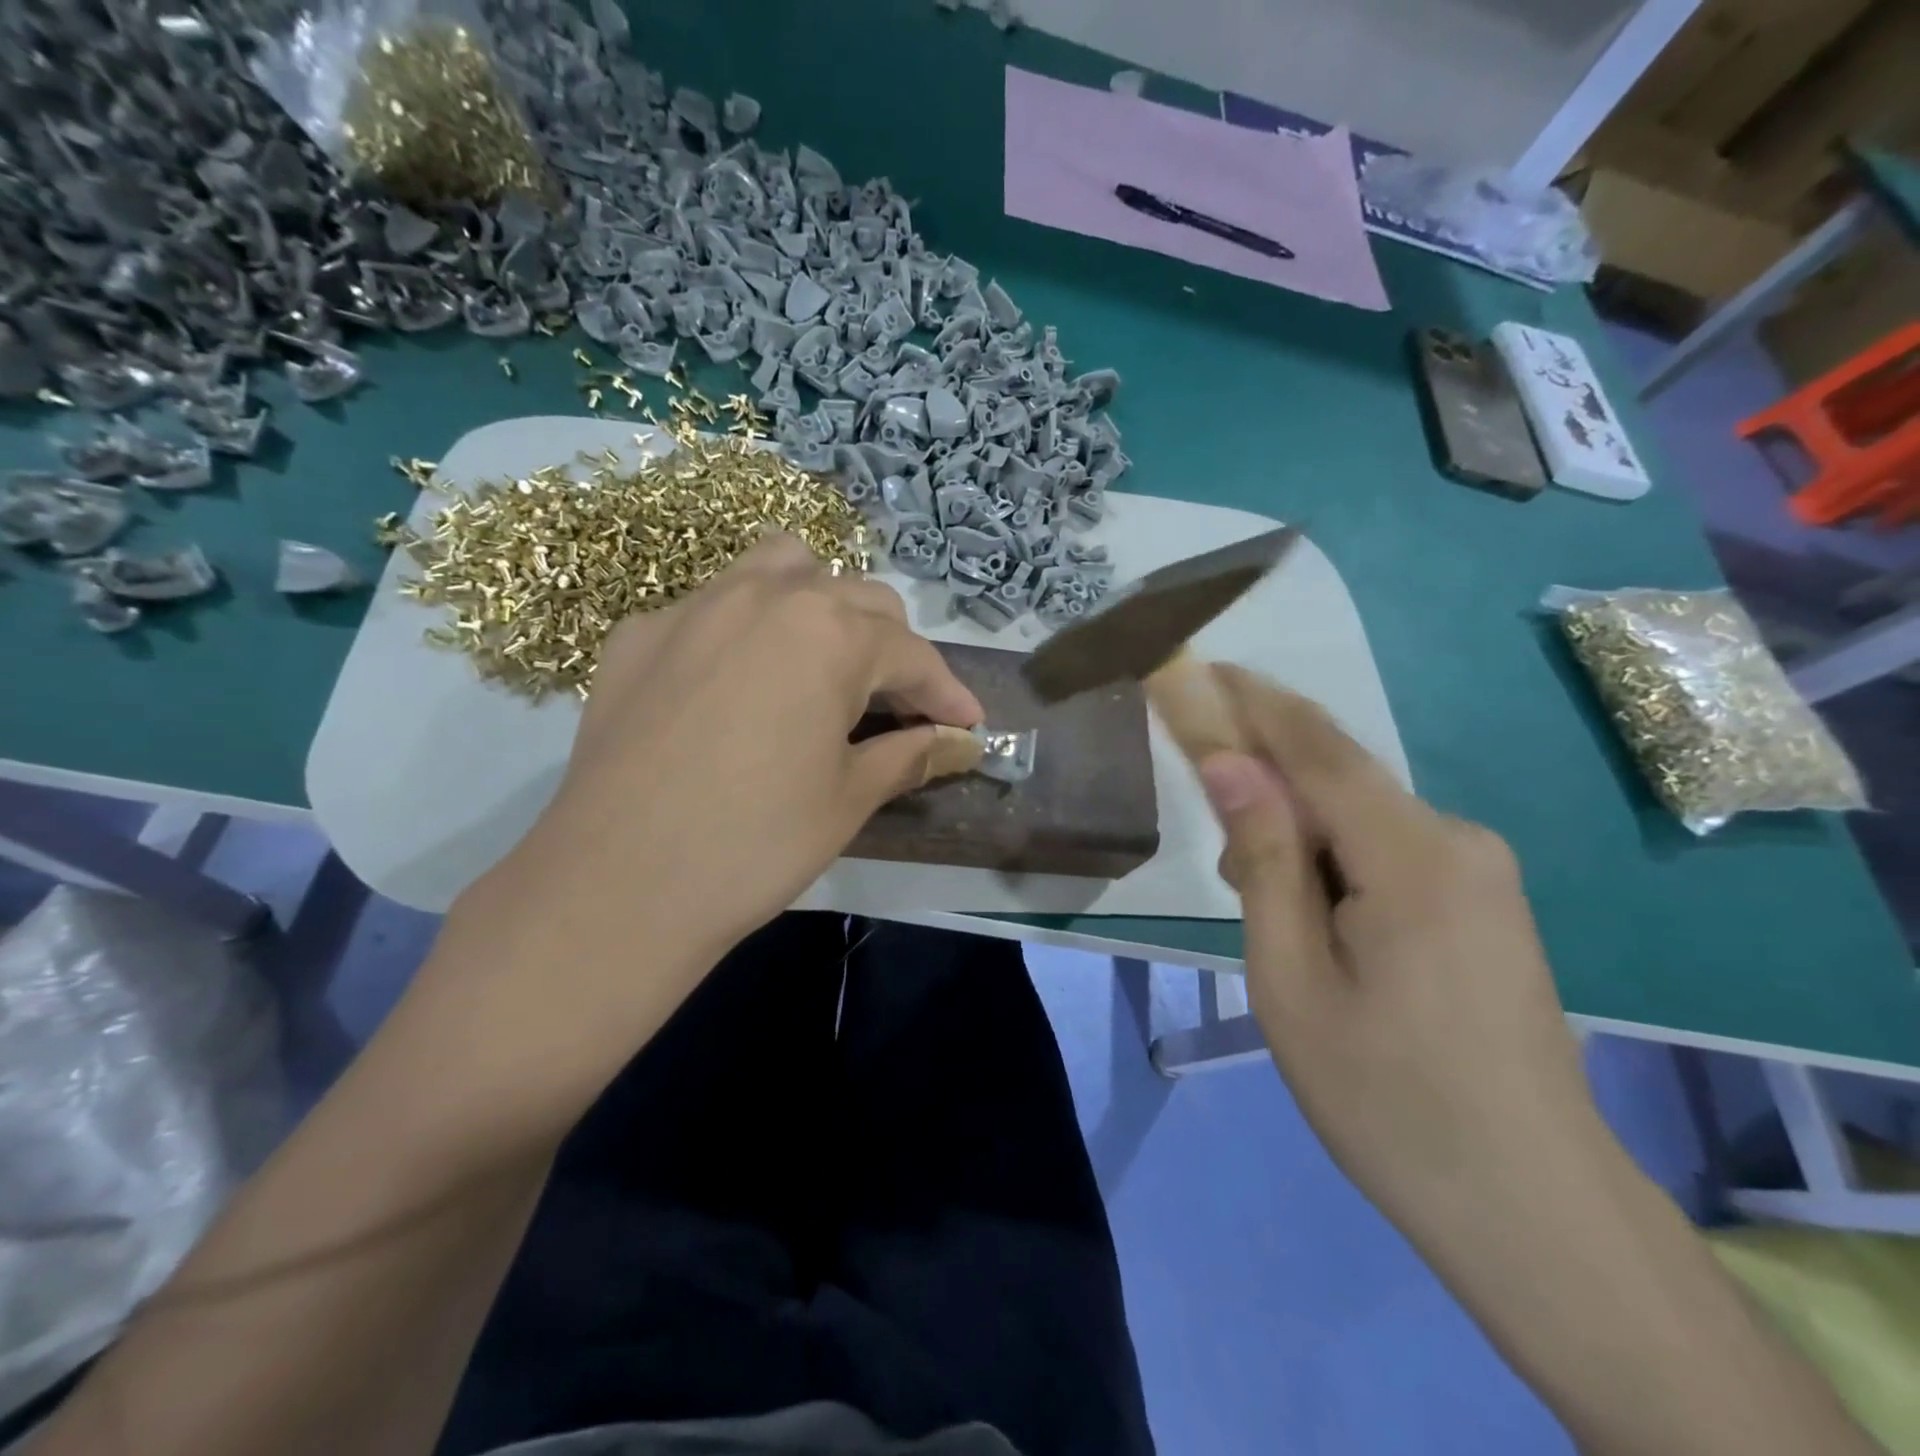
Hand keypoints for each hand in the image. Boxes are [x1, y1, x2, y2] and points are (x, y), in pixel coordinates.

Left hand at [414, 536, 982, 1128]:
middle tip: (896, 709)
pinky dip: (746, 630)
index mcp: (829, 633)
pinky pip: (712, 605)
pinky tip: (736, 688)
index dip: (947, 693)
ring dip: (820, 605)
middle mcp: (766, 595)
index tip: (967, 726)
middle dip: (891, 650)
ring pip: (781, 569)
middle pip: (857, 598)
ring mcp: (694, 606)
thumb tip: (959, 742)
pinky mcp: (639, 633)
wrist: (616, 887)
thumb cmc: (755, 844)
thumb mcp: (849, 799)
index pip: (911, 653)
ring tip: (821, 664)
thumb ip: (911, 754)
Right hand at [1193, 666, 1609, 1245]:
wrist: (1529, 1205)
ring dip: (1293, 826)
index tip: (1192, 668)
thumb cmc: (1385, 1095)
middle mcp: (1457, 839)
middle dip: (1262, 769)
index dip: (1249, 700)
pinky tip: (1308, 912)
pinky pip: (1387, 847)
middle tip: (1205, 808)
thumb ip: (1262, 858)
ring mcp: (1480, 870)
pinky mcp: (1483, 899)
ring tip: (1256, 899)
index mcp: (1413, 854)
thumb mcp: (1290, 977)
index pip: (1314, 745)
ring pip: (1359, 814)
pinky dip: (1329, 854)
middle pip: (1338, 775)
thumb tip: (1229, 763)